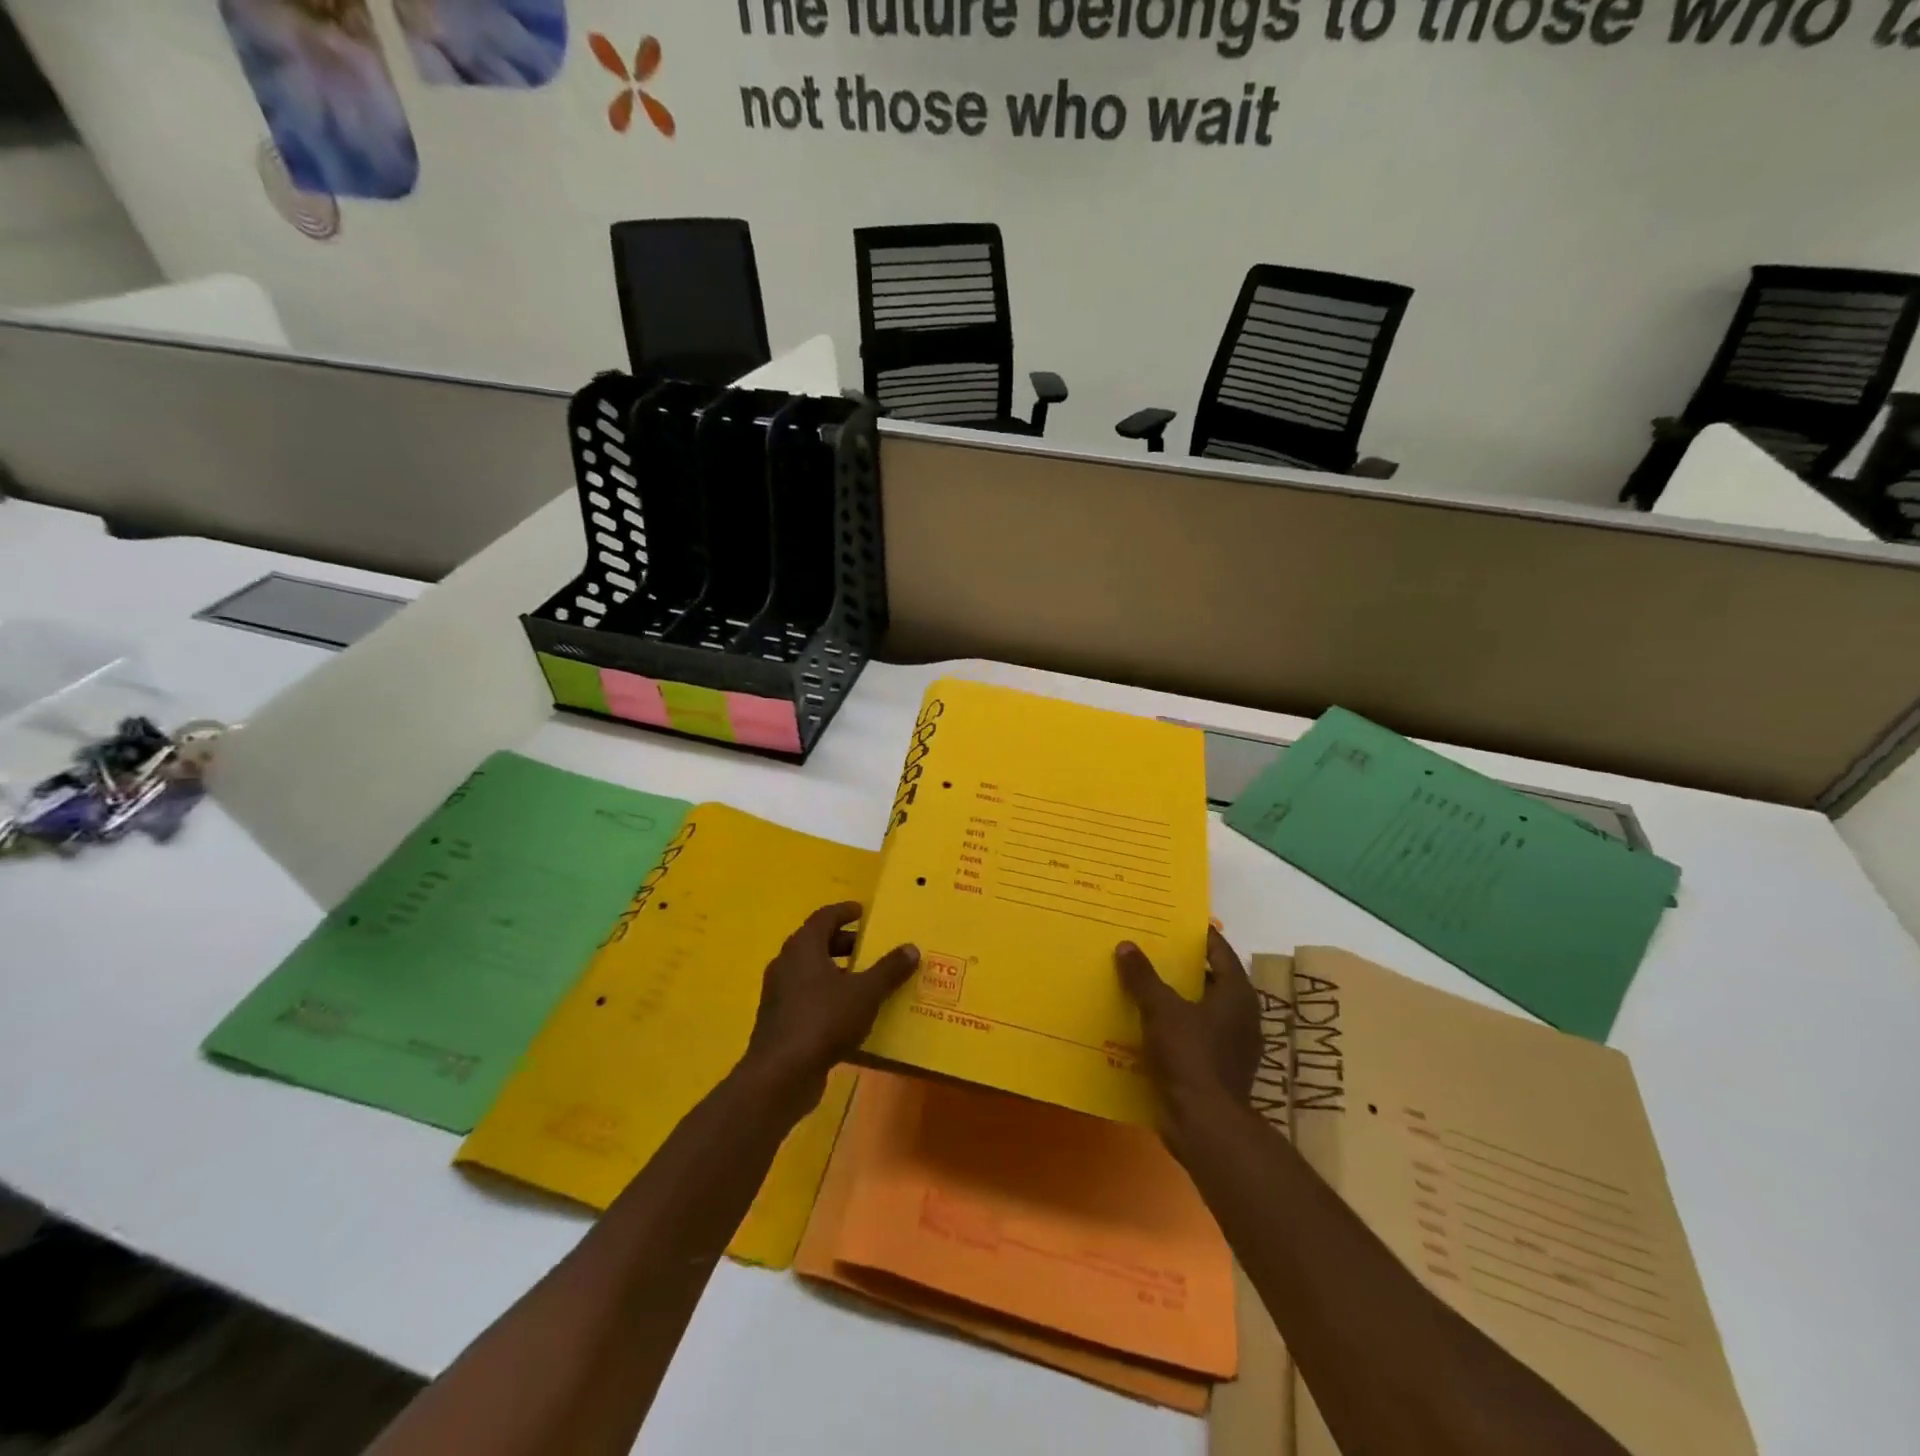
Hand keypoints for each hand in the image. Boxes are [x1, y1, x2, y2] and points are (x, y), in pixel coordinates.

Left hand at [740, 902, 918, 1115]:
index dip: (845, 911)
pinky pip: (807, 997)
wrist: (781, 1074)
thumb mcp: (865, 993)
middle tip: (870, 947)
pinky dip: (828, 996)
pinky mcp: (779, 1020)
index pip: (824, 917)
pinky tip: (850, 1013)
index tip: (863, 911)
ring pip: (811, 972)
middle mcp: (786, 964)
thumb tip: (911, 947)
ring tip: (866, 980)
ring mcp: (779, 993)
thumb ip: (888, 969)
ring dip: (837, 972)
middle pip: (816, 943)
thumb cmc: (823, 1020)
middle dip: (844, 943)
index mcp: (803, 947)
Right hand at [1117, 927, 1262, 1132]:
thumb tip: (1126, 945)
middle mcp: (1242, 1016)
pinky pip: (1194, 1036)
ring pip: (1201, 1009)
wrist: (1205, 1123)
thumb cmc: (1190, 1055)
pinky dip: (1174, 1026)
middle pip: (1210, 980)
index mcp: (1237, 994)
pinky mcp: (1218, 1069)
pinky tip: (1146, 1023)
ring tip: (1143, 983)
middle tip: (1152, 949)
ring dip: (1176, 998)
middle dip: (1183, 966)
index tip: (1176, 922)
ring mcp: (1233, 1046)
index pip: (1220, 952)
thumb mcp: (1160, 1009)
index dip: (1199, 936)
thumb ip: (1143, 977)